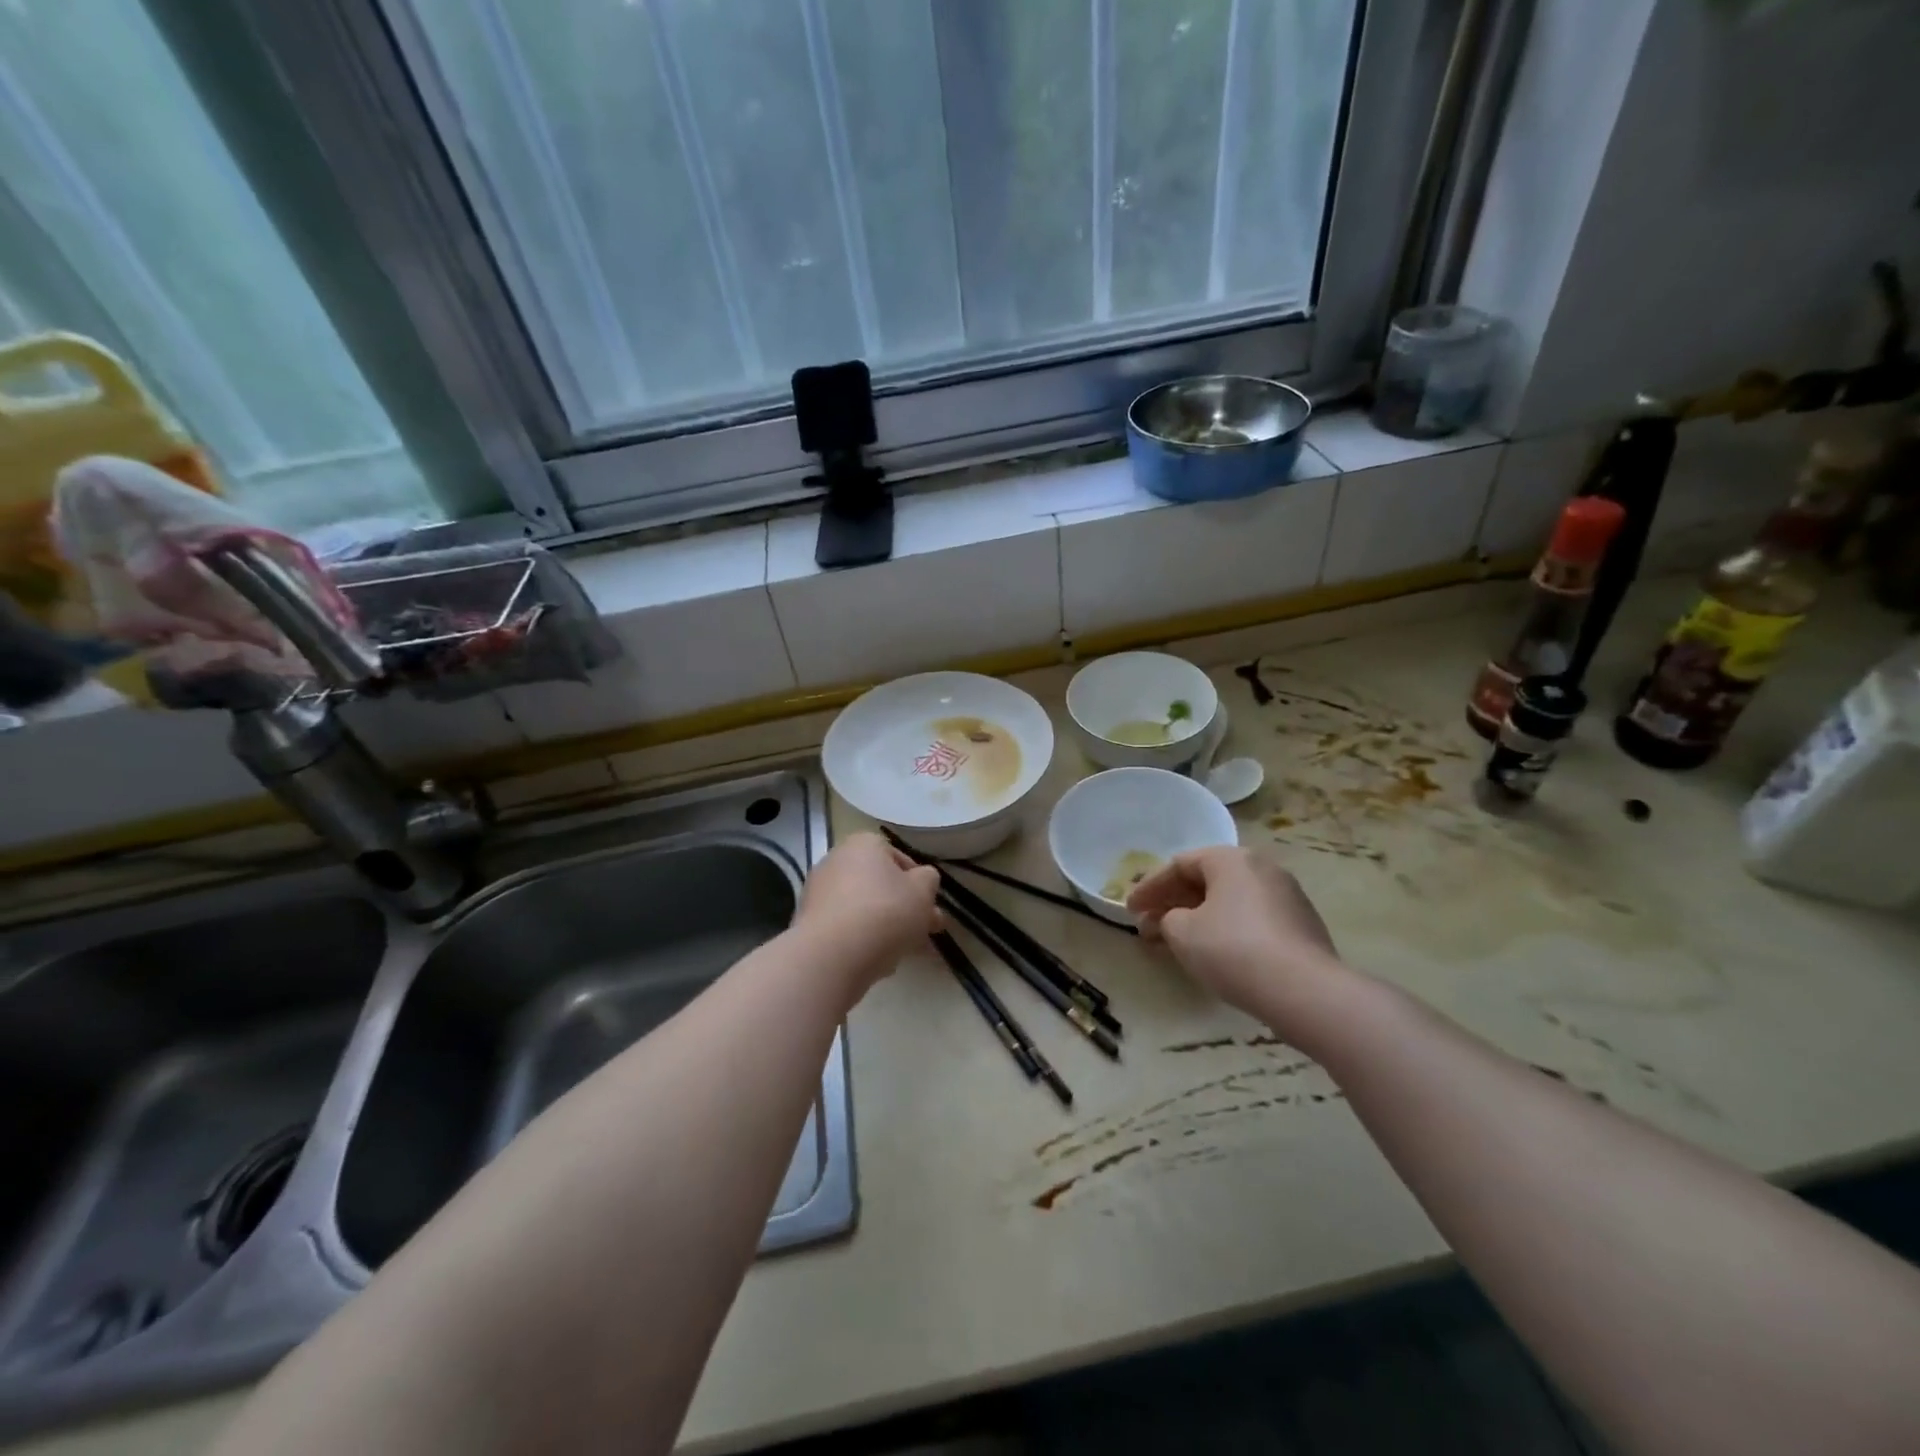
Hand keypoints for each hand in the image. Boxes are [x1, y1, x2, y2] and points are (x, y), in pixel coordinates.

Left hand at [794, 833, 941, 994]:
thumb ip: (929, 880)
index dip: (919, 884)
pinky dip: (861, 939)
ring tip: (904, 953)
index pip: (899, 858)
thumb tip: (923, 879)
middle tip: (924, 933)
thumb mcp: (923, 891)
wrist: (831, 956)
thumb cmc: (884, 913)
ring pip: (864, 908)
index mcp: (863, 844)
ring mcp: (818, 892)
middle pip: (880, 885)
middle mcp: (836, 860)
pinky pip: (845, 928)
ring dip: (885, 926)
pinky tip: (877, 961)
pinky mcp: (808, 924)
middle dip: (904, 909)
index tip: (929, 908)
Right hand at [1126, 846, 1341, 1017]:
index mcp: (1231, 859)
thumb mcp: (1183, 933)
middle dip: (1172, 903)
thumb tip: (1175, 920)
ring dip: (1197, 918)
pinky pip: (1251, 919)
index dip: (1149, 888)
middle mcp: (1261, 868)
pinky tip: (1213, 953)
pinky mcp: (1301, 926)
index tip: (1129, 911)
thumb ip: (1168, 919)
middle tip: (1148, 926)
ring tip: (1175, 942)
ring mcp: (1286, 896)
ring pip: (1229, 901)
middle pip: (1206, 880)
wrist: (1305, 991)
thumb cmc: (1233, 950)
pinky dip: (1225, 929)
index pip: (1179, 864)